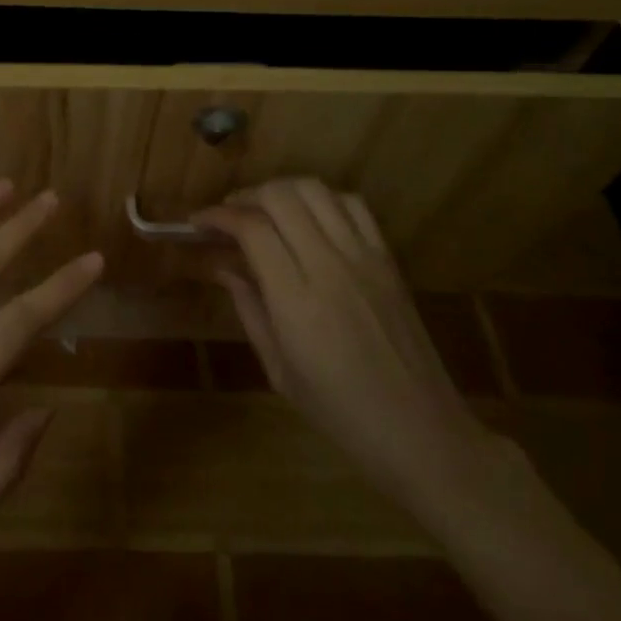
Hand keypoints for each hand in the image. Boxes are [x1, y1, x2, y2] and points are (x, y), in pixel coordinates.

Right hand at [196, 178, 506, 518]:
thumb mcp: (279, 370)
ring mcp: (364, 258)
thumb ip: (249, 309)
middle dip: (246, 196)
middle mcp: (329, 266)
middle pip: (281, 196)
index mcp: (296, 300)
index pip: (251, 229)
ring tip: (266, 211)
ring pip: (316, 190)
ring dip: (282, 190)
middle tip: (229, 216)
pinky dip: (323, 199)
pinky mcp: (388, 258)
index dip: (218, 215)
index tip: (198, 222)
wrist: (421, 431)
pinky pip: (353, 205)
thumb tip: (222, 266)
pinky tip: (311, 219)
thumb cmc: (340, 412)